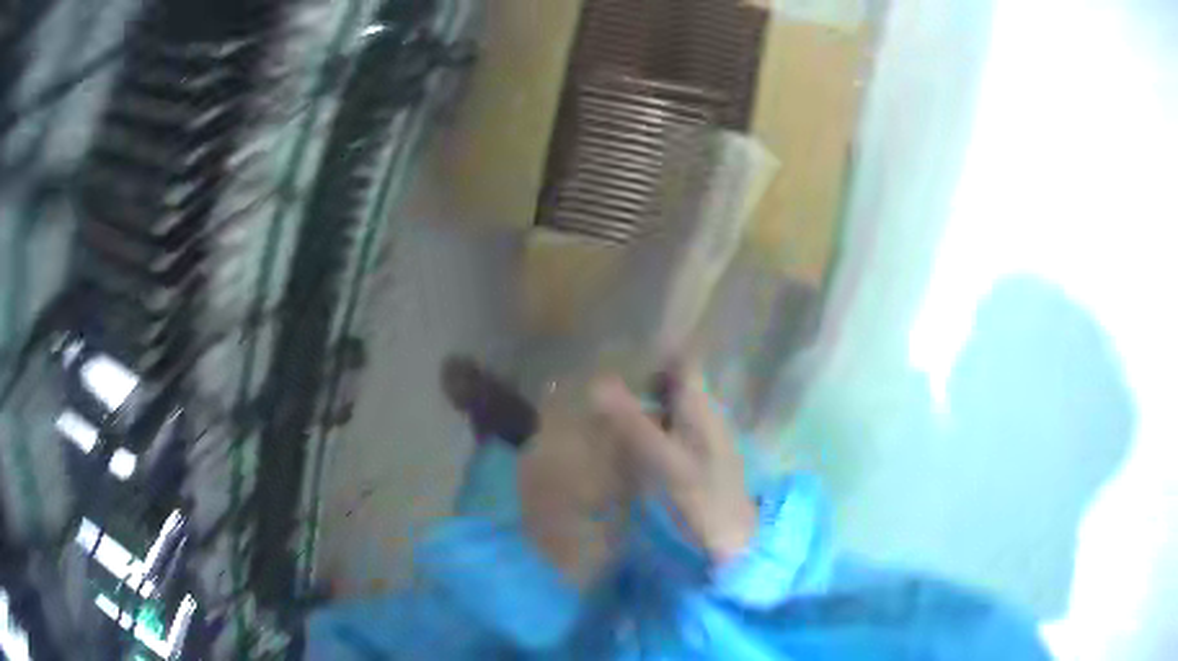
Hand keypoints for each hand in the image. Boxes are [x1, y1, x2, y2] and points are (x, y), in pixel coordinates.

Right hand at [592, 369, 755, 562]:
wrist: (732, 536)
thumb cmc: (702, 496)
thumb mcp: (663, 461)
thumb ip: (632, 423)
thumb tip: (597, 383)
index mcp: (702, 406)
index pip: (684, 360)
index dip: (657, 351)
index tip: (623, 351)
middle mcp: (706, 412)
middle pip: (676, 381)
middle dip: (644, 377)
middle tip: (606, 381)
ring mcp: (704, 435)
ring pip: (673, 405)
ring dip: (645, 403)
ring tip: (608, 407)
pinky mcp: (699, 456)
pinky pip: (673, 429)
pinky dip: (651, 427)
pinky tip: (628, 440)